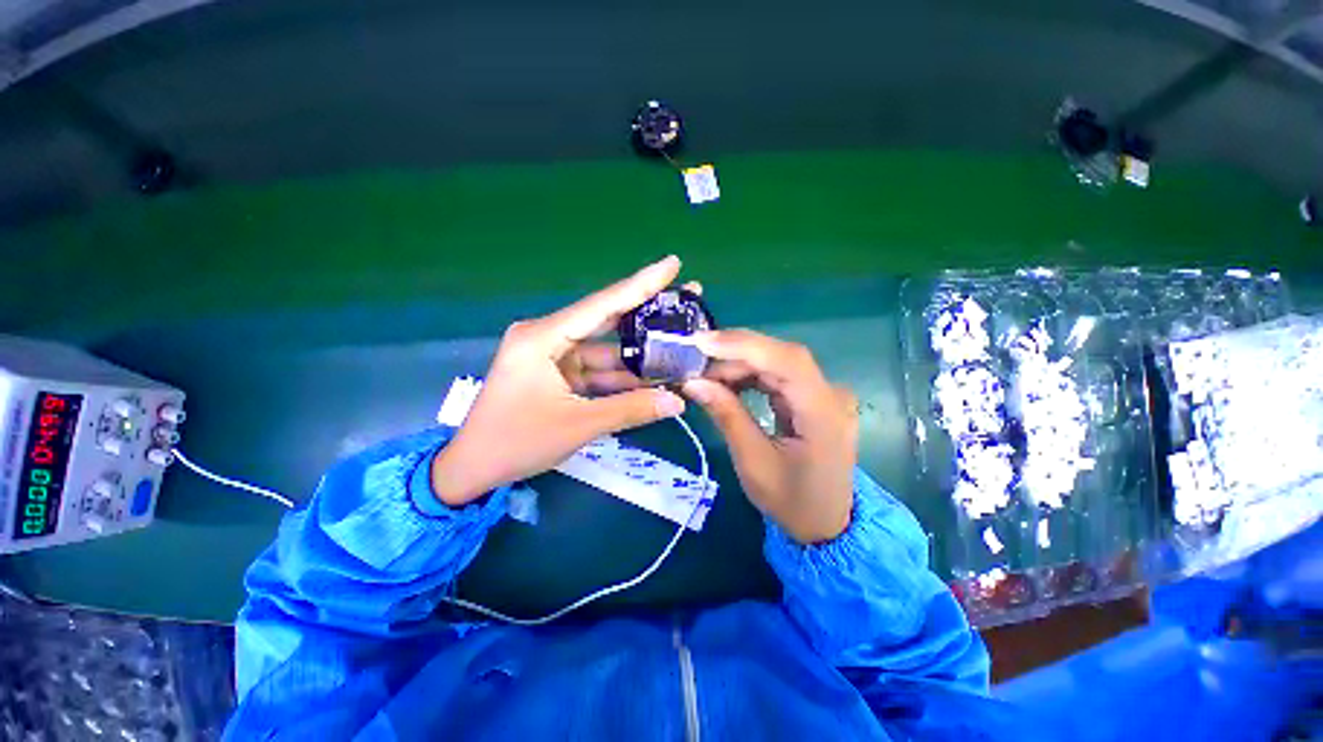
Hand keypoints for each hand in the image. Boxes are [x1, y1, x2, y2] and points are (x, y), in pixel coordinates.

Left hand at [431, 257, 688, 505]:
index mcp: (542, 337)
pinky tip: (653, 378)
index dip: (640, 284)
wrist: (473, 468)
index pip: (602, 305)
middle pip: (606, 321)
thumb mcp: (577, 425)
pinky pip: (597, 370)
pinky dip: (621, 377)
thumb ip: (630, 410)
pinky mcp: (557, 373)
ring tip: (678, 348)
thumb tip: (678, 401)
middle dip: (646, 314)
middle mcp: (548, 336)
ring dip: (638, 355)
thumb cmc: (516, 442)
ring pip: (606, 350)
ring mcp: (553, 355)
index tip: (672, 263)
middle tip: (685, 300)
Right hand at [683, 330, 857, 543]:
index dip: (744, 345)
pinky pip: (779, 375)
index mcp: (824, 413)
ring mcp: (824, 394)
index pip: (787, 361)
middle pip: (780, 357)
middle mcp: (831, 394)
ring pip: (777, 362)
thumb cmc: (792, 501)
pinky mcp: (813, 397)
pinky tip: (727, 382)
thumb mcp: (753, 462)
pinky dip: (750, 375)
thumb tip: (693, 382)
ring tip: (705, 375)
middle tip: (695, 364)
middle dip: (734, 356)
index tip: (703, 342)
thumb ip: (726, 415)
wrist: (827, 523)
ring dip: (739, 364)